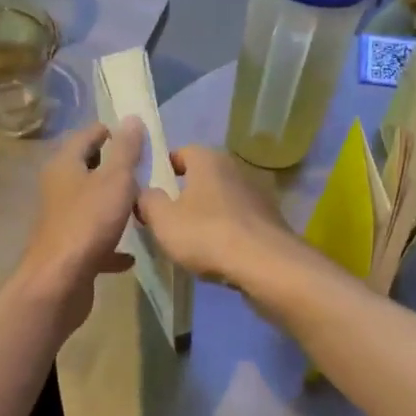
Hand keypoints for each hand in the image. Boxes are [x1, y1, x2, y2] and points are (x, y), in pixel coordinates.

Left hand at [15, 119, 144, 333]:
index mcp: (65, 165)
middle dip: (115, 168)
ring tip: (143, 205)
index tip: (139, 137)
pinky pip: (95, 240)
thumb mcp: (115, 180)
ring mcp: (62, 220)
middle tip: (146, 169)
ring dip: (114, 204)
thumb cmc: (89, 223)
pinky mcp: (69, 249)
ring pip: (92, 204)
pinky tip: (130, 254)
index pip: (88, 135)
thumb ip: (126, 150)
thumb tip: (132, 119)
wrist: (60, 281)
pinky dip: (112, 243)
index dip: (112, 132)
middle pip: (88, 169)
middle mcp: (59, 188)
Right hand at [136, 144, 299, 290]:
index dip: (164, 168)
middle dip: (185, 193)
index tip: (152, 189)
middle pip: (203, 176)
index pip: (182, 152)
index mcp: (208, 160)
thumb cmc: (207, 234)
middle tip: (167, 216)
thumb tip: (145, 193)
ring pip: (222, 199)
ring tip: (191, 238)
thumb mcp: (163, 220)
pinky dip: (227, 230)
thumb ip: (148, 201)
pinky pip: (239, 220)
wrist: (264, 264)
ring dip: (207, 213)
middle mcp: (235, 168)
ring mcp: (257, 194)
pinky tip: (217, 252)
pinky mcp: (269, 220)